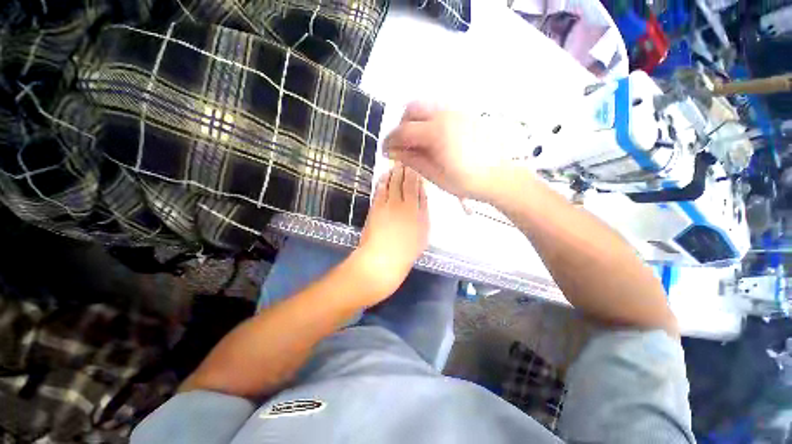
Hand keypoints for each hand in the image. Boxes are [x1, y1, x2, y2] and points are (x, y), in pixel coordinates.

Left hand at [351, 163, 428, 304]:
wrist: (381, 261)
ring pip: (393, 184)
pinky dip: (382, 181)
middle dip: (407, 170)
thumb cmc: (405, 253)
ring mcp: (389, 205)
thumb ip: (422, 216)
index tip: (418, 168)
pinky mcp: (376, 208)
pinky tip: (384, 175)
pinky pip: (380, 190)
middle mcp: (406, 206)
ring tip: (397, 163)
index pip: (420, 190)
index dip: (418, 178)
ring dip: (395, 172)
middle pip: (407, 184)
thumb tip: (421, 200)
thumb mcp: (421, 236)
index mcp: (419, 213)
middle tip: (407, 159)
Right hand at [384, 102, 511, 202]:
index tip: (384, 151)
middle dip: (401, 125)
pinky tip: (431, 138)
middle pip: (412, 108)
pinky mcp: (464, 114)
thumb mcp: (434, 174)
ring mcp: (456, 111)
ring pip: (426, 106)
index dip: (390, 140)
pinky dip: (428, 120)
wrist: (498, 177)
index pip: (404, 130)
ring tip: (416, 142)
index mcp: (436, 131)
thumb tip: (393, 152)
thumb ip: (412, 159)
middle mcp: (445, 114)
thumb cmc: (466, 181)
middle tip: (401, 145)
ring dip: (414, 121)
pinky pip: (438, 110)